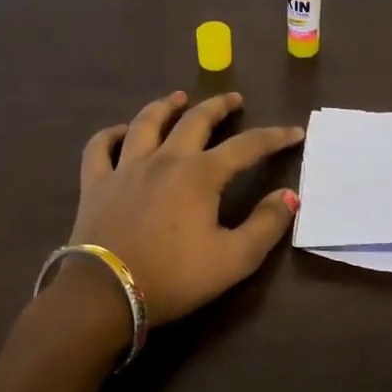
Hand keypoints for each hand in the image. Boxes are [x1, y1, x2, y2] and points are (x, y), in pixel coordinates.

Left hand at [64, 91, 303, 326]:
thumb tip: (288, 195)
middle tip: (233, 99)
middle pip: (195, 121)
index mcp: (201, 174)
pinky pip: (100, 147)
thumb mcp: (234, 259)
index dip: (274, 137)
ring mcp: (126, 168)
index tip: (294, 131)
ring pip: (146, 123)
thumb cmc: (175, 277)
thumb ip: (266, 225)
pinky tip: (120, 132)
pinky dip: (111, 134)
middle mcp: (165, 159)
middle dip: (219, 107)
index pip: (247, 146)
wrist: (106, 294)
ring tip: (178, 98)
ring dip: (165, 106)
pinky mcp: (96, 183)